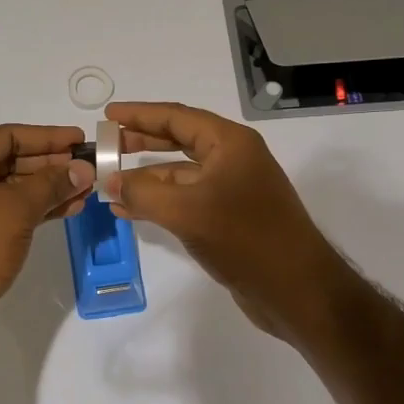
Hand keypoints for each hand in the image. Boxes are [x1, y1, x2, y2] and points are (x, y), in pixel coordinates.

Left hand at [0, 124, 93, 341]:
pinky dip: (37, 208)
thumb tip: (83, 168)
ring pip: (14, 188)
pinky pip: (10, 210)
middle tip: (89, 167)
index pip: (9, 135)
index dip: (48, 136)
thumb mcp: (19, 207)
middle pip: (12, 160)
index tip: (80, 140)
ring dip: (50, 188)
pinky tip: (68, 210)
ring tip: (87, 191)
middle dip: (52, 165)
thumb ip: (53, 183)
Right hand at [106, 101, 351, 341]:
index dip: (140, 114)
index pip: (177, 117)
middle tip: (107, 145)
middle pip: (179, 141)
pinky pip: (186, 200)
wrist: (296, 289)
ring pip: (180, 174)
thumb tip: (111, 182)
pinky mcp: (230, 218)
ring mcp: (233, 189)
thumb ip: (143, 192)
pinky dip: (159, 202)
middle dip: (141, 142)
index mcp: (230, 143)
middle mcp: (233, 159)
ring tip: (109, 183)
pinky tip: (130, 211)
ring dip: (146, 178)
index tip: (108, 113)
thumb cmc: (245, 238)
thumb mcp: (186, 211)